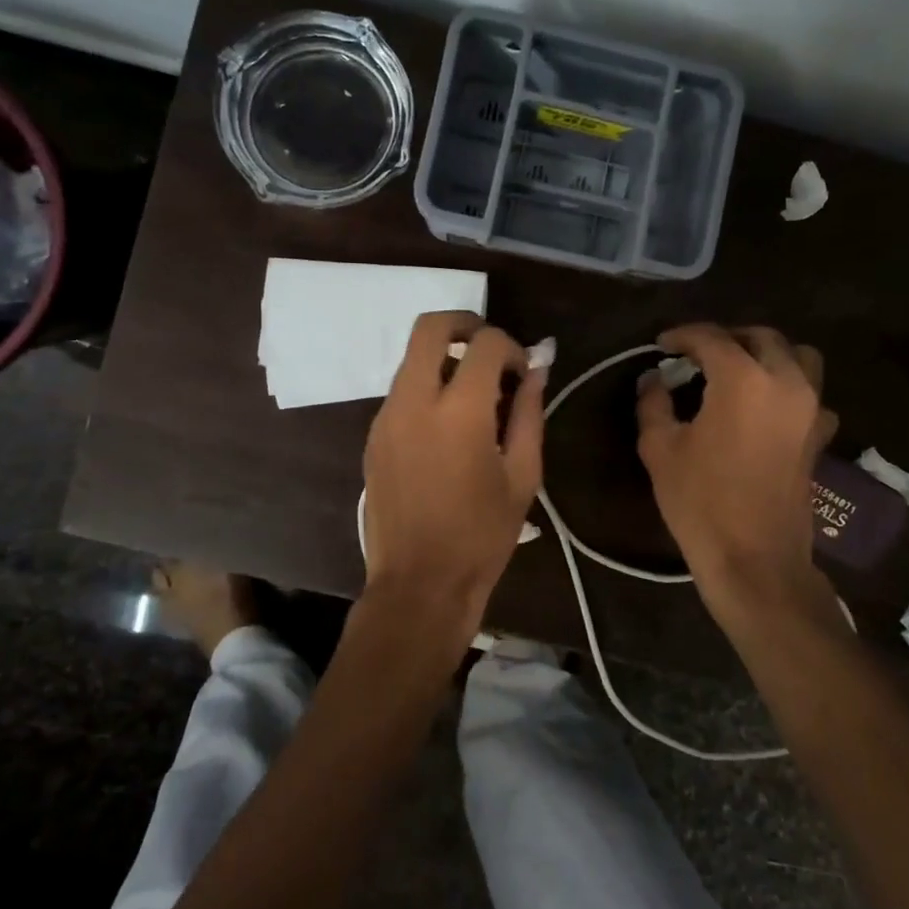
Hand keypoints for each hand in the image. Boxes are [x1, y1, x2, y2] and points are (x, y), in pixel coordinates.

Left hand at [361, 312, 545, 650]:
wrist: (419, 583)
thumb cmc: (482, 535)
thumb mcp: (522, 476)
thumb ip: (528, 413)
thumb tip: (536, 370)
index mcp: (459, 412)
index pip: (484, 344)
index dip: (511, 347)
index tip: (523, 372)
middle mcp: (414, 402)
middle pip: (429, 327)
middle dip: (464, 325)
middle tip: (490, 351)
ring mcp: (386, 417)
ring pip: (412, 359)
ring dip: (445, 361)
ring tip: (475, 399)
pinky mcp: (373, 436)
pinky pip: (402, 391)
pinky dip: (428, 388)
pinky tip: (449, 428)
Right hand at [636, 323, 836, 623]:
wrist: (754, 559)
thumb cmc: (700, 501)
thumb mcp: (660, 449)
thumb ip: (653, 403)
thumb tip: (655, 379)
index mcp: (743, 379)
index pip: (711, 338)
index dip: (682, 336)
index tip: (661, 345)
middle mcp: (785, 382)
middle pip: (761, 337)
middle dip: (726, 338)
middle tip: (696, 354)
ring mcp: (810, 408)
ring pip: (797, 356)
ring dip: (766, 353)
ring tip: (737, 370)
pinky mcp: (819, 435)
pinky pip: (810, 393)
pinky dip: (789, 387)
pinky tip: (765, 407)